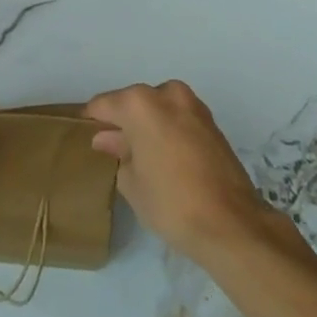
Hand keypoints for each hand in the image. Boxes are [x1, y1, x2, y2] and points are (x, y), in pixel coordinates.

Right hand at [84, 80, 271, 261]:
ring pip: (158, 108)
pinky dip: (168, 131)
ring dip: (147, 126)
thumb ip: (117, 152)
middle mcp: (166, 93)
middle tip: (113, 152)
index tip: (85, 138)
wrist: (231, 223)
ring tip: (141, 158)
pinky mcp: (211, 122)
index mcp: (140, 103)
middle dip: (122, 122)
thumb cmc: (171, 202)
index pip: (104, 105)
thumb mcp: (132, 183)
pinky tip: (165, 159)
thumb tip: (107, 138)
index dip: (92, 121)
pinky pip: (178, 118)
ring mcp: (193, 105)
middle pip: (133, 103)